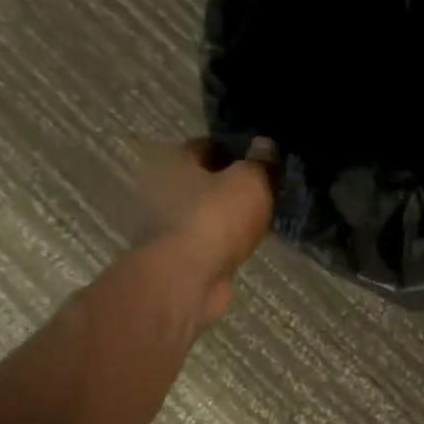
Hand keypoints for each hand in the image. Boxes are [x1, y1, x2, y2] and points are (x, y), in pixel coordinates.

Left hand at [132, 136, 276, 324]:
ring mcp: (162, 224)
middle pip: (203, 179)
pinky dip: (221, 240)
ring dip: (225, 215)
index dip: (238, 151)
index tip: (263, 163)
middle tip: (263, 192)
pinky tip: (243, 244)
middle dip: (230, 185)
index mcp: (172, 159)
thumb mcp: (250, 182)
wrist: (185, 279)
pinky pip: (205, 238)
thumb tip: (265, 144)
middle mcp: (159, 187)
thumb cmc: (215, 218)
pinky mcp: (172, 255)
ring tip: (257, 220)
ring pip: (204, 211)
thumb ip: (260, 162)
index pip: (209, 145)